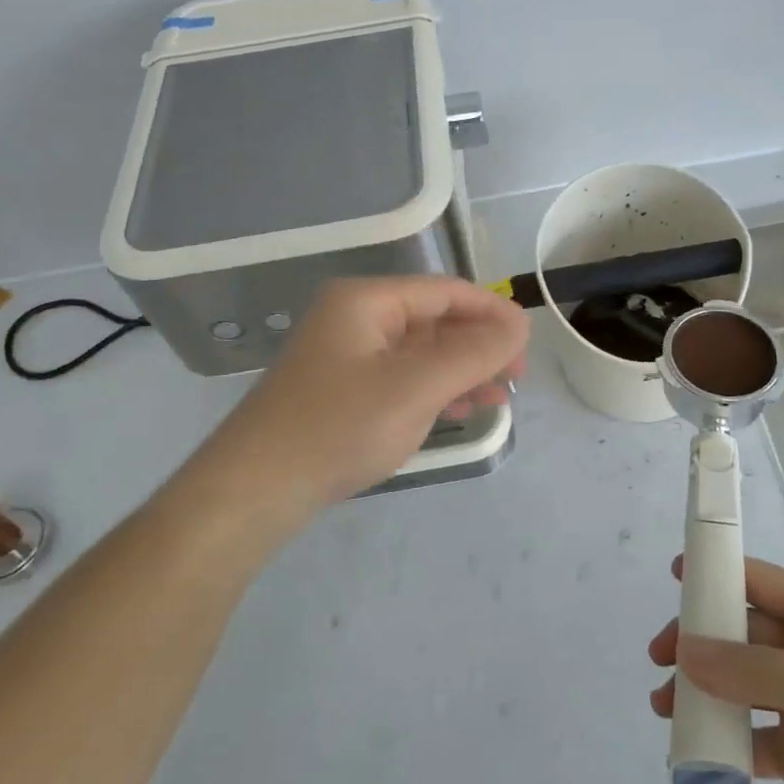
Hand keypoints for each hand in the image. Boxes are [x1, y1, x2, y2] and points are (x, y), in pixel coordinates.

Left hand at [190, 277, 527, 526]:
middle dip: (478, 347)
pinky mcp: (343, 390)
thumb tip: (521, 322)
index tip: (528, 344)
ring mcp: (347, 355)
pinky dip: (434, 390)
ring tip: (498, 398)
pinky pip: (401, 378)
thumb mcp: (416, 387)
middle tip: (516, 378)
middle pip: (434, 320)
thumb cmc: (339, 427)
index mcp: (367, 300)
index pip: (446, 292)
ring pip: (420, 352)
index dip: (492, 313)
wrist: (254, 491)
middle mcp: (355, 318)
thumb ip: (474, 352)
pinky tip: (459, 409)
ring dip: (461, 371)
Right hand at [648, 557, 783, 783]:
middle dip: (697, 641)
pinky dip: (720, 738)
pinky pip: (747, 733)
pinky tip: (697, 752)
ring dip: (700, 690)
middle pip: (739, 632)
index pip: (761, 581)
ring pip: (736, 682)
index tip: (674, 578)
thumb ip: (750, 667)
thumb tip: (685, 651)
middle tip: (659, 659)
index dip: (718, 573)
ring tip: (664, 708)